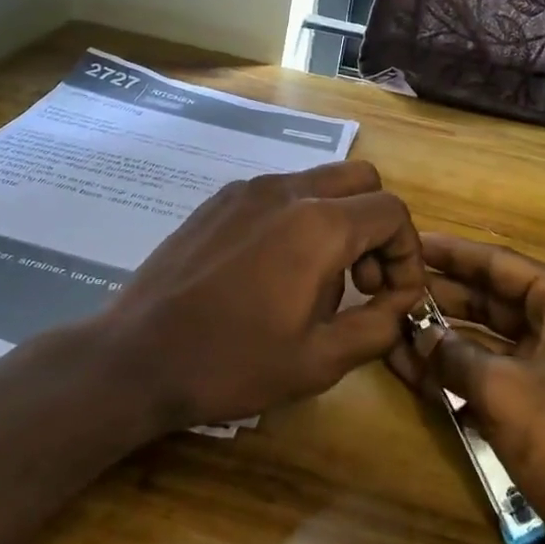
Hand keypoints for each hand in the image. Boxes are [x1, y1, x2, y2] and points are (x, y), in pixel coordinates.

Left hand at [102, 161, 426, 431]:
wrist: (137, 355)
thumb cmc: (231, 363)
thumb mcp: (318, 362)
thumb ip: (376, 326)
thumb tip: (400, 302)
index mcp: (317, 225)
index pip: (391, 212)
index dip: (407, 254)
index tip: (392, 298)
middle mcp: (286, 190)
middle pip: (362, 180)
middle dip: (377, 226)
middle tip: (361, 281)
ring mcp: (248, 189)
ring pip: (319, 181)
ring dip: (338, 220)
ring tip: (316, 281)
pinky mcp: (219, 199)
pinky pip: (279, 193)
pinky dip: (298, 218)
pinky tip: (272, 270)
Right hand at [388, 234, 544, 543]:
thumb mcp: (508, 391)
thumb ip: (455, 355)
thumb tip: (415, 332)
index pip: (498, 263)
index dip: (451, 252)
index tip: (407, 241)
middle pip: (490, 300)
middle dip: (440, 296)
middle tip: (387, 288)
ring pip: (485, 343)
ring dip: (440, 338)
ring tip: (386, 326)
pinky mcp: (541, 416)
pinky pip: (488, 382)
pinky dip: (452, 376)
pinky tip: (408, 371)